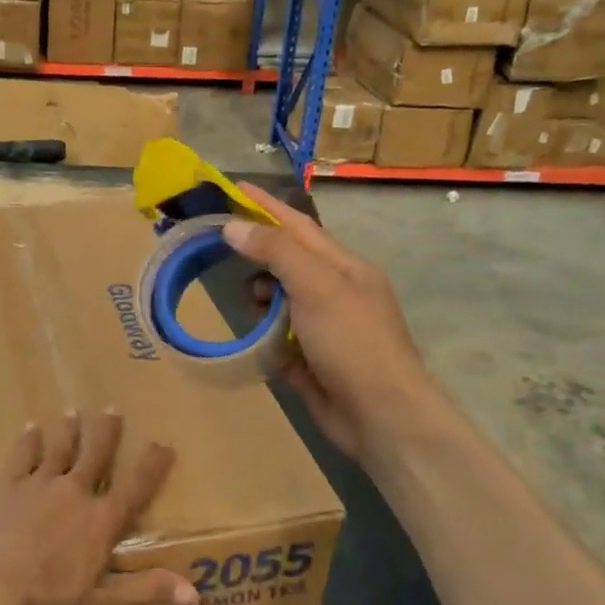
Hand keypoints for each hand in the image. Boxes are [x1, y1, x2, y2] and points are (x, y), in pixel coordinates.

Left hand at [0, 411, 197, 604]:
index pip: (135, 487)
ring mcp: (39, 484)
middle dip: (106, 432)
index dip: (152, 465)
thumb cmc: (47, 599)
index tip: (164, 444)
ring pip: (59, 449)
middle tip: (111, 409)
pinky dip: (28, 441)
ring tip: (73, 413)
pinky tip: (30, 428)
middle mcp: (74, 492)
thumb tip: (195, 594)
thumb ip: (146, 590)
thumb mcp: (101, 601)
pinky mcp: (8, 485)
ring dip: (68, 431)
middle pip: (95, 455)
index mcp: (100, 520)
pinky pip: (21, 456)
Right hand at [224, 182, 430, 463]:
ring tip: (250, 308)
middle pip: (286, 263)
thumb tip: (233, 227)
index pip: (297, 227)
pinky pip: (277, 337)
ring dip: (261, 300)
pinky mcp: (310, 360)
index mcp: (344, 267)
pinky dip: (264, 335)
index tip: (233, 188)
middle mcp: (334, 293)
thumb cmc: (353, 342)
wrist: (382, 416)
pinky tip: (252, 339)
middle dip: (258, 258)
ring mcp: (323, 328)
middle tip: (222, 255)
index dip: (266, 207)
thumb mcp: (316, 286)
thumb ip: (276, 252)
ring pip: (279, 301)